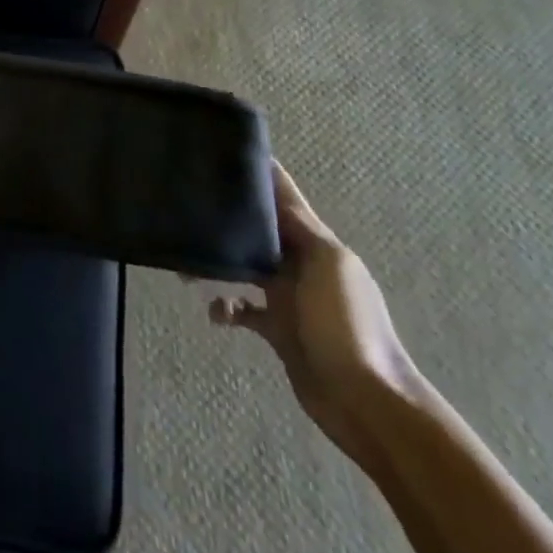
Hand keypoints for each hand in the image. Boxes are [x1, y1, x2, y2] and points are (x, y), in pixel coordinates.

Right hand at [208, 163, 423, 456]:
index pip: (284, 195)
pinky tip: (215, 312)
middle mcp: (300, 262)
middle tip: (188, 205)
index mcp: (316, 241)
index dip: (260, 172)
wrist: (367, 401)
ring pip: (243, 265)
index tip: (223, 151)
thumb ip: (299, 227)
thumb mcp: (328, 265)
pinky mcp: (277, 329)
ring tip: (185, 267)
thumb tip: (268, 196)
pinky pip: (241, 308)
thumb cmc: (347, 324)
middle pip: (258, 228)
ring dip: (217, 263)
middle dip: (228, 216)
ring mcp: (288, 296)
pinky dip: (224, 306)